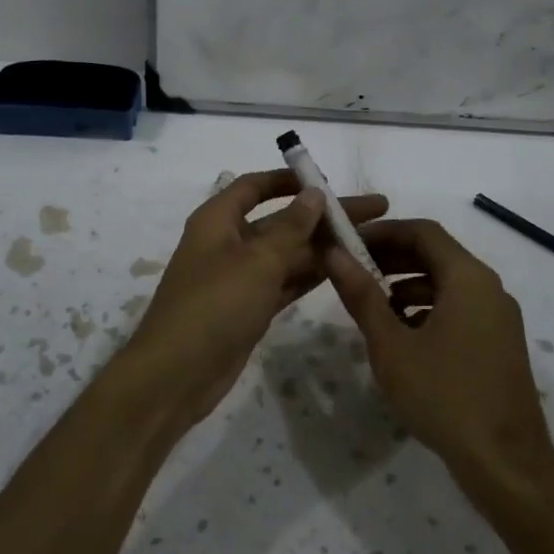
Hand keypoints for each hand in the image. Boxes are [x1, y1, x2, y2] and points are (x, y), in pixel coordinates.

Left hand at [122, 170, 388, 428]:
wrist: (177, 374)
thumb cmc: (215, 305)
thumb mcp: (257, 261)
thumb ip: (290, 227)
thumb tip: (314, 194)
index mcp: (219, 220)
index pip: (255, 186)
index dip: (290, 179)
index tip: (328, 181)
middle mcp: (228, 242)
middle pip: (281, 220)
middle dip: (324, 216)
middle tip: (375, 211)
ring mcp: (239, 278)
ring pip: (287, 253)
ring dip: (324, 247)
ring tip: (371, 241)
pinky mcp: (248, 308)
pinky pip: (284, 282)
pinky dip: (310, 275)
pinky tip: (345, 271)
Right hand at [324, 219, 553, 482]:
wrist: (505, 463)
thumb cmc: (444, 396)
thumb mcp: (391, 345)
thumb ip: (362, 295)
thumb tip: (333, 254)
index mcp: (468, 278)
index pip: (423, 231)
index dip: (383, 231)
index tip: (348, 242)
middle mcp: (489, 288)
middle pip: (437, 254)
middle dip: (392, 257)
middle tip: (352, 270)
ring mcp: (498, 317)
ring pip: (447, 283)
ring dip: (408, 284)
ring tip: (372, 305)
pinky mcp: (499, 343)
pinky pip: (460, 308)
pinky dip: (428, 308)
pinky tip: (403, 336)